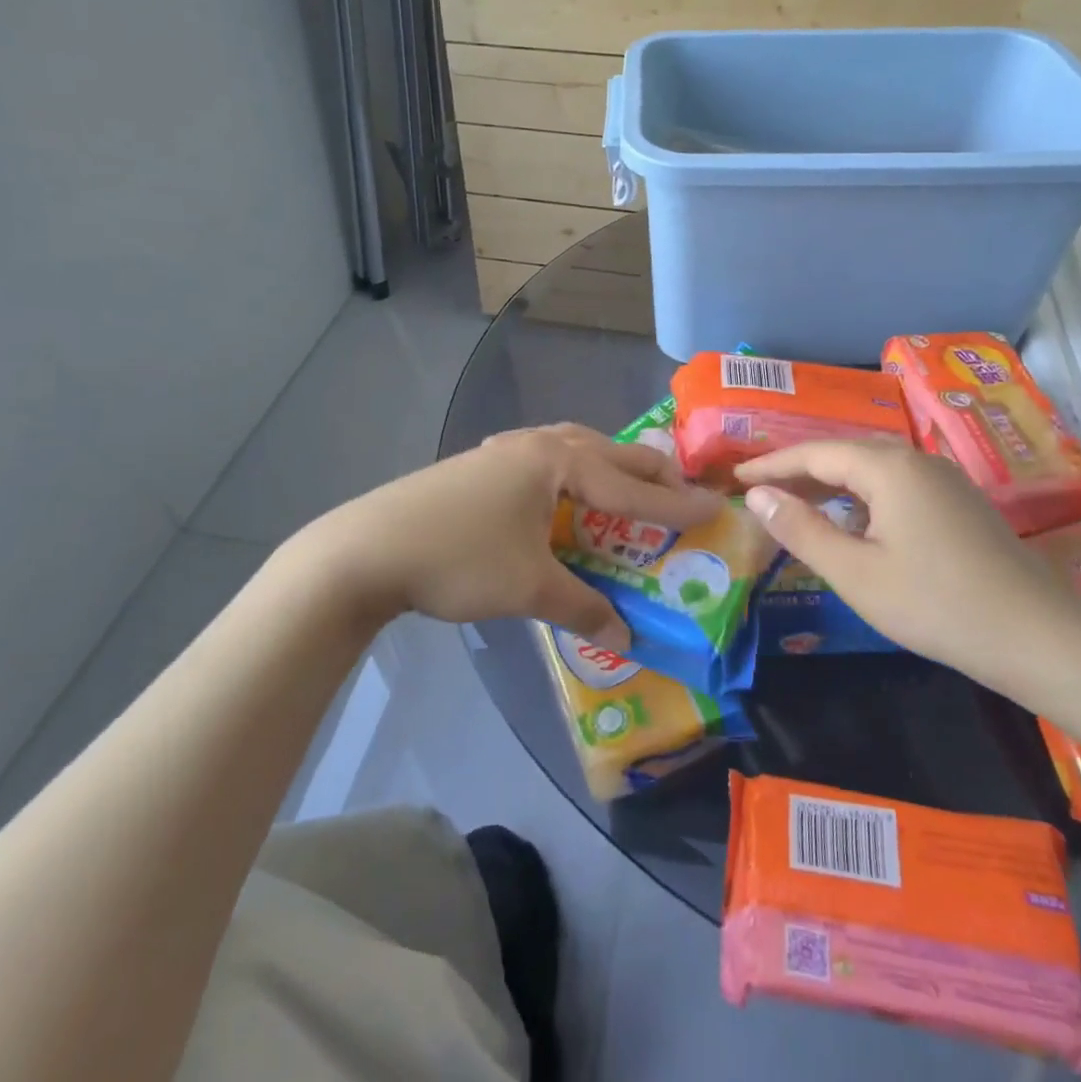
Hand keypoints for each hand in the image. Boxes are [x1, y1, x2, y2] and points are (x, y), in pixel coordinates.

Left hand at [293, 424, 723, 650]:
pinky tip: (560, 488)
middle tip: (681, 492)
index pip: (631, 484)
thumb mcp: (528, 588)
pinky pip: (543, 457)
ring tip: (627, 484)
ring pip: (572, 447)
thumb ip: (583, 608)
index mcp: (556, 461)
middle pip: (606, 451)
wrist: (365, 549)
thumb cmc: (458, 559)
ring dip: (606, 464)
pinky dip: (570, 470)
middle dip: (647, 471)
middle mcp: (534, 444)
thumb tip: (626, 637)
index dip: (675, 503)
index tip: (715, 508)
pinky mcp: (478, 465)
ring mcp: (502, 450)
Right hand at [735, 442, 1080, 706]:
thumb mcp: (855, 572)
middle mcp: (916, 460)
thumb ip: (801, 529)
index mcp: (888, 467)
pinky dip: (861, 495)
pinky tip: (852, 521)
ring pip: (872, 468)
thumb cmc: (935, 603)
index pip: (814, 453)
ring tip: (795, 502)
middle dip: (798, 470)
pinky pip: (895, 484)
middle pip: (843, 453)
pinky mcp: (959, 502)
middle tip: (759, 490)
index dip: (771, 464)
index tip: (736, 476)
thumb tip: (757, 496)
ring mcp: (943, 479)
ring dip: (830, 482)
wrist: (1037, 636)